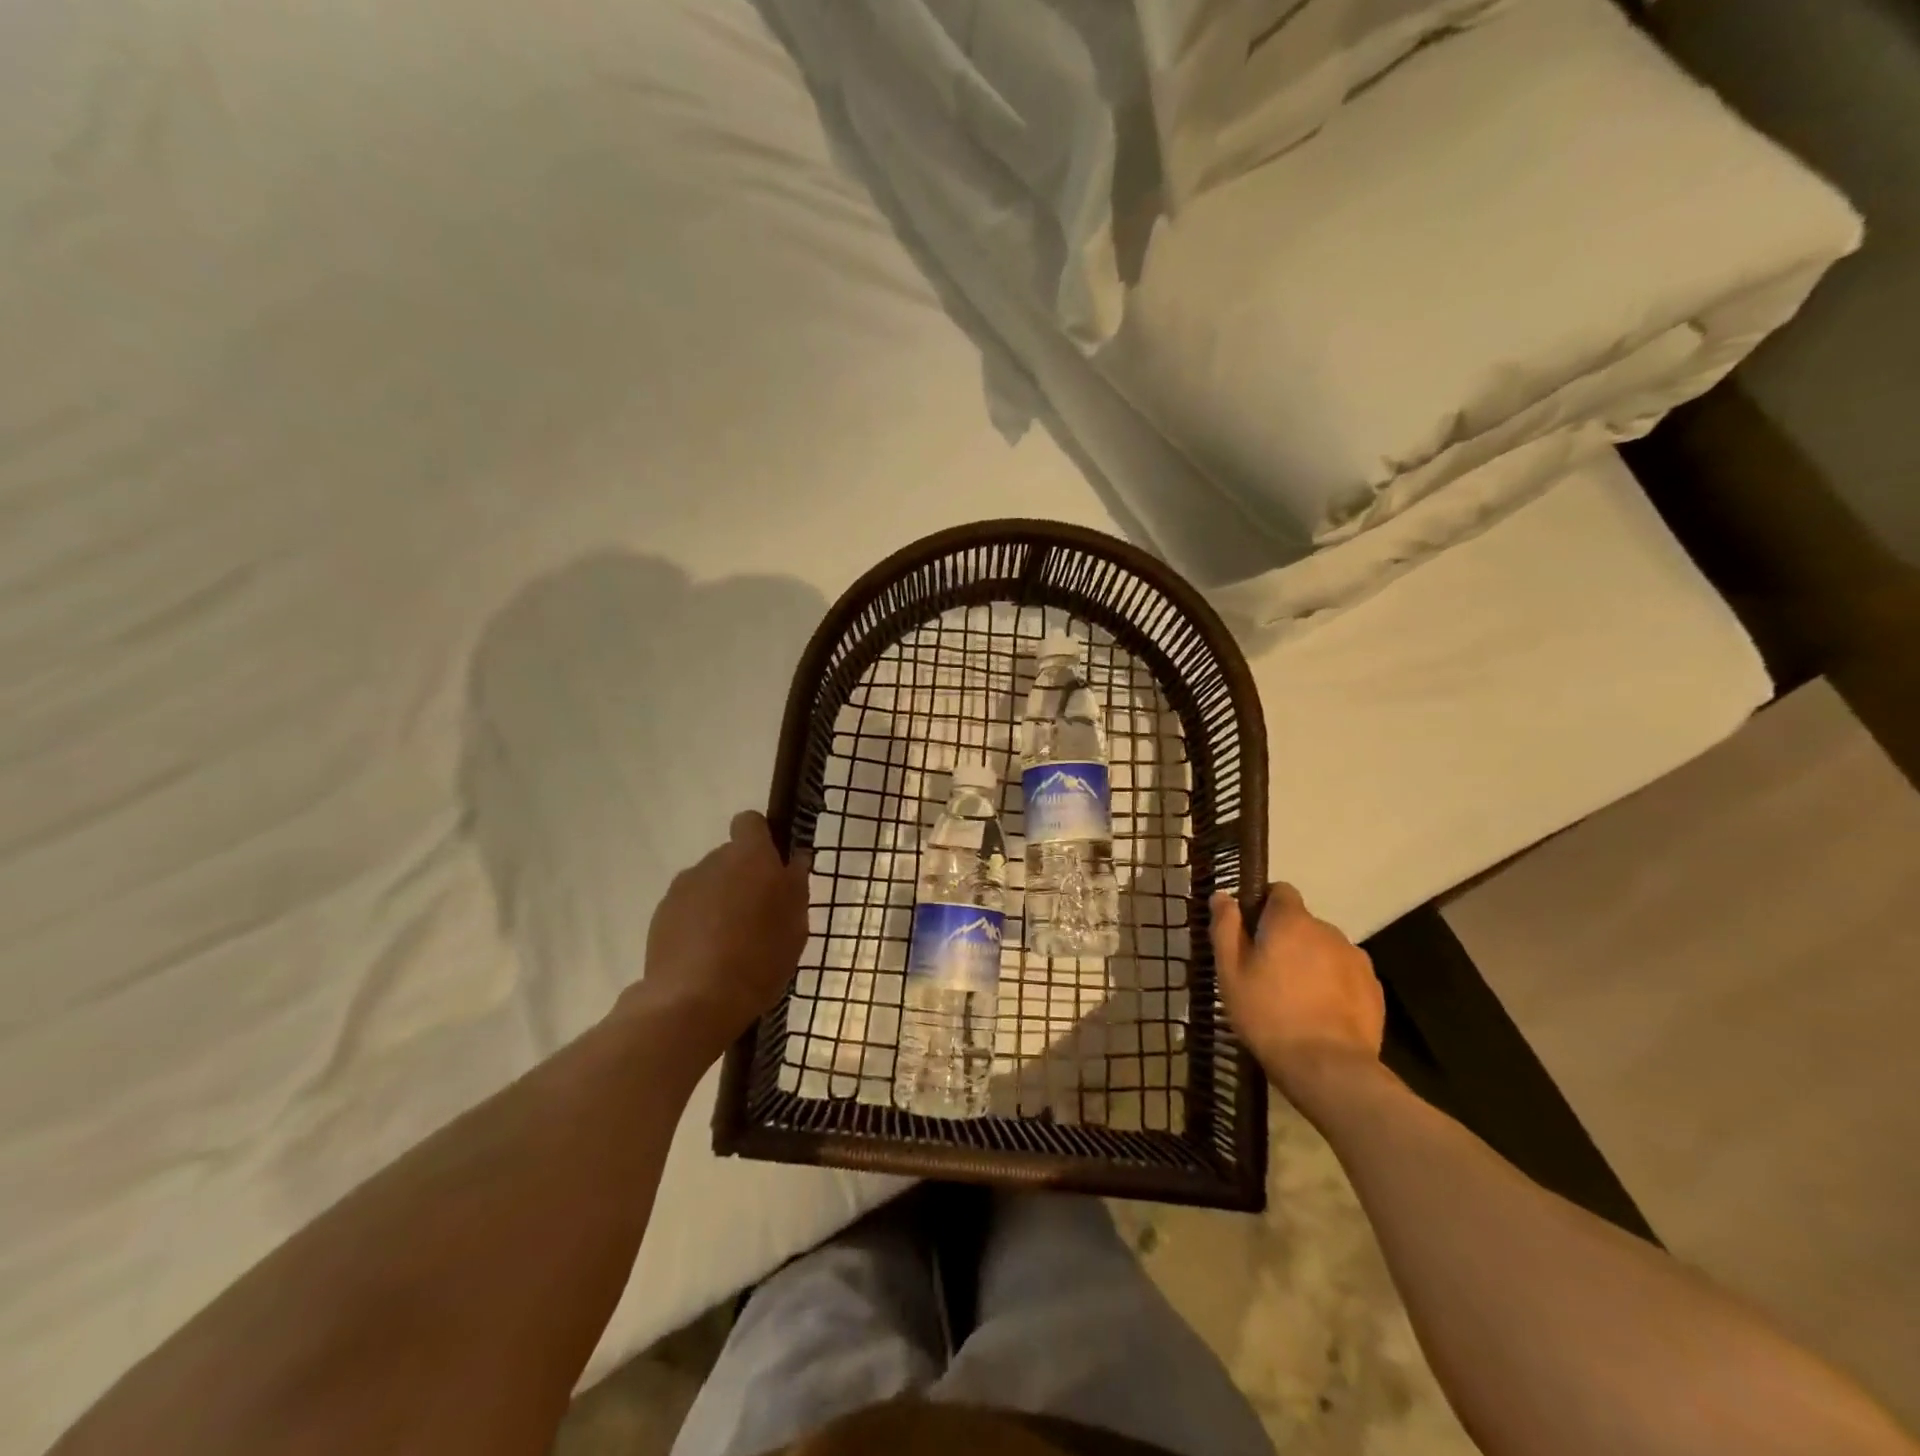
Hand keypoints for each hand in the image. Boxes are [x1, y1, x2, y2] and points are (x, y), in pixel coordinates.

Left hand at [636, 811, 810, 1058]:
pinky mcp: (660, 916)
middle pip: (730, 857)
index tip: (774, 867)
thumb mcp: (796, 926)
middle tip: (760, 916)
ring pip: (708, 884)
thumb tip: (794, 860)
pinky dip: (698, 923)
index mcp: (749, 856)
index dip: (762, 838)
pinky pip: (688, 909)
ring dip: (720, 901)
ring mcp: (681, 888)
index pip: (750, 822)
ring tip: (732, 943)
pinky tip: (708, 957)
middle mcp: (712, 861)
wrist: (694, 1001)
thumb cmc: (759, 957)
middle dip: (744, 878)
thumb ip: (795, 886)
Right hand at [1210, 882, 1385, 1105]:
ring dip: (1310, 961)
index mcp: (1291, 921)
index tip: (1250, 931)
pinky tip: (1319, 1013)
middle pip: (1302, 923)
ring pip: (1324, 949)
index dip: (1263, 905)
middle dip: (1286, 939)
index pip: (1280, 891)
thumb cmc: (1268, 1014)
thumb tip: (1223, 895)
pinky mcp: (1373, 988)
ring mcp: (1356, 959)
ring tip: (1294, 997)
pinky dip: (1332, 984)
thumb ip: (1225, 928)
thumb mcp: (1230, 972)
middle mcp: (1328, 930)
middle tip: (1266, 973)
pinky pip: (1345, 974)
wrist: (1328, 1068)